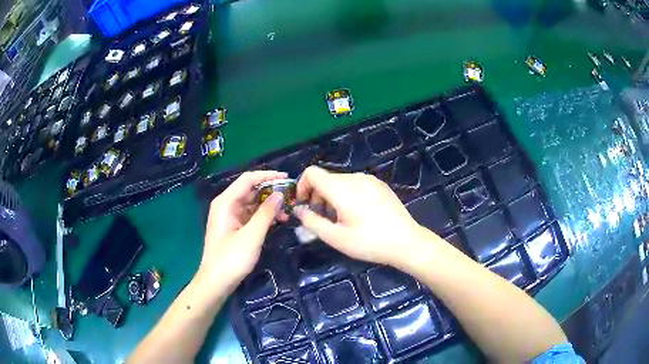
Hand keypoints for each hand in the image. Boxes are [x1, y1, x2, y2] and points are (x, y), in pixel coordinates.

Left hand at [196, 171, 286, 292]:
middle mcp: (226, 205)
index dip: (268, 176)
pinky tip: (277, 222)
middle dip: (271, 192)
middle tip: (291, 197)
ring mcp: (230, 217)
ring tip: (288, 213)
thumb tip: (280, 194)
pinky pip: (251, 215)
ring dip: (269, 206)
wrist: (216, 282)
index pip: (248, 179)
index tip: (287, 178)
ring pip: (252, 203)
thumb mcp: (252, 235)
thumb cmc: (232, 258)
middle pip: (250, 190)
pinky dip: (264, 216)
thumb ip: (266, 213)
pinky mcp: (234, 228)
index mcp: (226, 202)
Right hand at [293, 166, 426, 267]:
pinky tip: (357, 215)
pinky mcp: (380, 185)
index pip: (312, 173)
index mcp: (342, 188)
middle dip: (317, 196)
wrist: (406, 242)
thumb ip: (312, 221)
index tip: (304, 206)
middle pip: (326, 178)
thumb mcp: (336, 237)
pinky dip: (347, 195)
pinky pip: (355, 184)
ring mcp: (370, 179)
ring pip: (340, 181)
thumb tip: (298, 210)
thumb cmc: (369, 242)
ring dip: (332, 197)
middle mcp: (355, 177)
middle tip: (322, 219)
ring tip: (340, 219)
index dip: (302, 186)